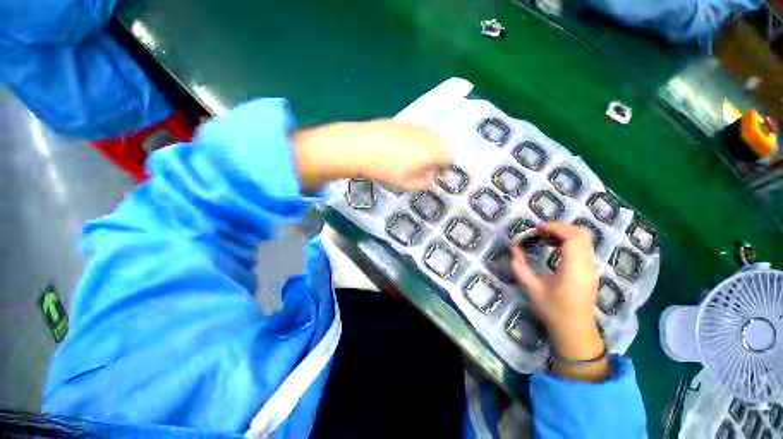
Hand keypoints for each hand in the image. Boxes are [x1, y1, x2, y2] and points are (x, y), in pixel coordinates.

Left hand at [293, 119, 451, 190]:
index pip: (450, 155)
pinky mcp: (399, 121)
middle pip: (442, 142)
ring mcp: (412, 126)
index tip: (438, 173)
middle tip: (427, 166)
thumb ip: (423, 183)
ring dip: (428, 146)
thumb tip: (432, 180)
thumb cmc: (384, 170)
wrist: (358, 147)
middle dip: (439, 154)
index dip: (447, 165)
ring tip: (414, 158)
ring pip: (429, 134)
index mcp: (431, 151)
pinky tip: (401, 147)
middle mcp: (425, 135)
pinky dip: (415, 138)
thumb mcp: (405, 184)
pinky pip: (415, 130)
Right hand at [510, 222, 607, 379]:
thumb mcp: (531, 288)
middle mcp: (587, 265)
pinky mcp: (590, 271)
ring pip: (584, 240)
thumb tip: (513, 248)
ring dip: (564, 233)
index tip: (536, 228)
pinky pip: (583, 248)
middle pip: (581, 234)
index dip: (555, 227)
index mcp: (574, 268)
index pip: (572, 237)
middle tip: (539, 231)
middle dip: (560, 227)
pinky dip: (569, 241)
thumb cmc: (552, 310)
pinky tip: (554, 248)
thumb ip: (519, 266)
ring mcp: (591, 268)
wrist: (575, 331)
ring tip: (545, 238)